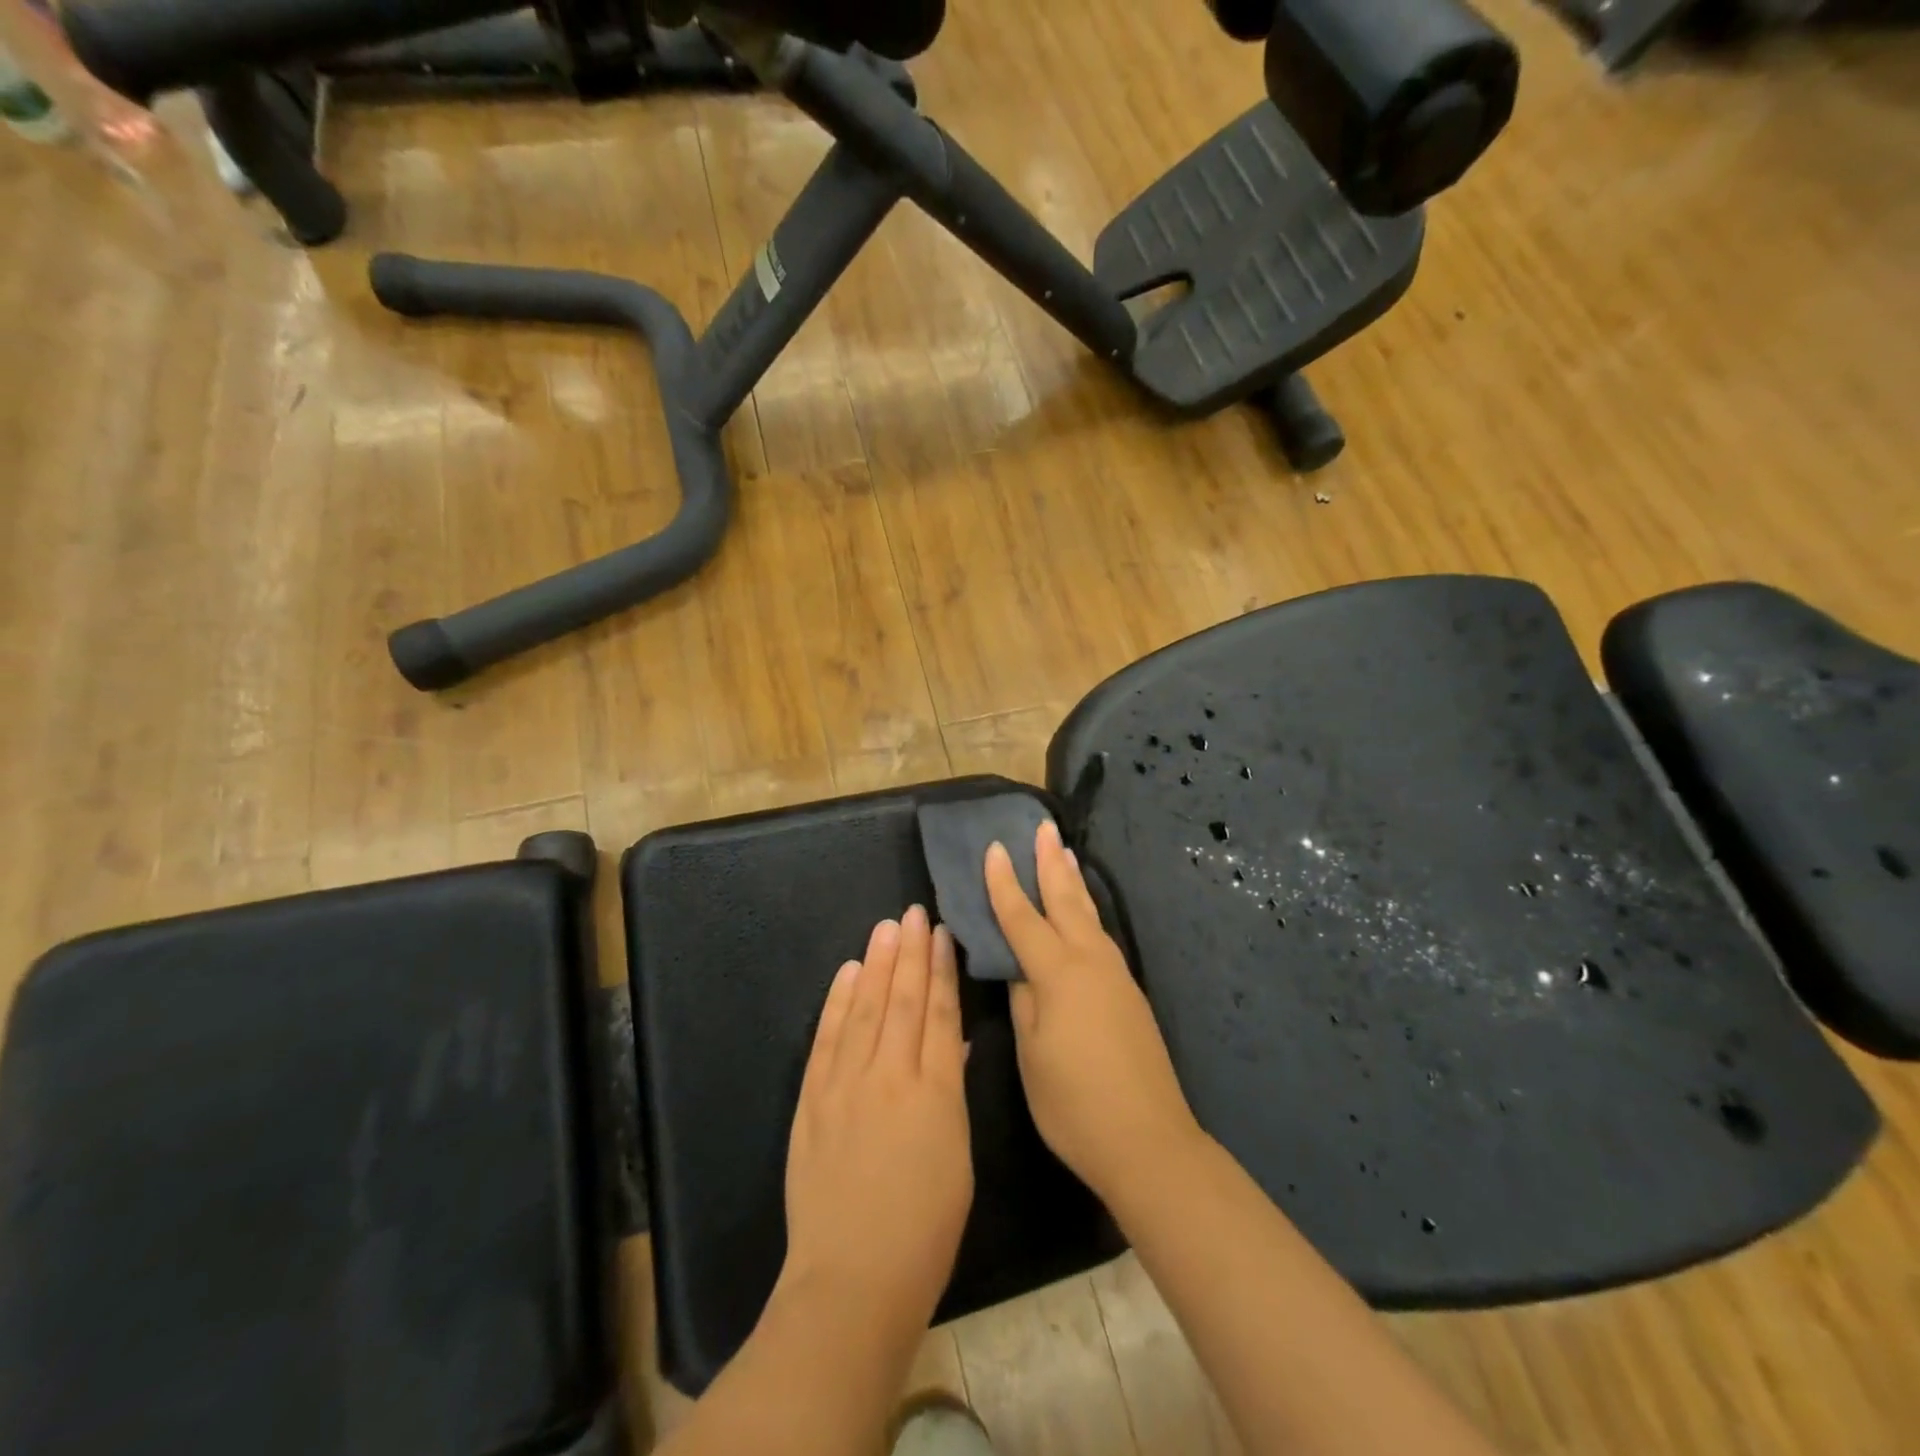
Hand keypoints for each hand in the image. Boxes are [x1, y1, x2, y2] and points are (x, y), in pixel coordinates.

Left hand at [779, 906, 973, 1337]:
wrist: (852, 1280)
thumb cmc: (925, 1229)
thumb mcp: (957, 1158)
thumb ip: (951, 1093)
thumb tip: (951, 1044)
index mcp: (935, 1093)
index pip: (938, 1014)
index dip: (940, 970)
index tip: (941, 934)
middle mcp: (890, 1076)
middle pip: (901, 1000)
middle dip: (909, 953)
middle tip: (913, 913)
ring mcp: (845, 1085)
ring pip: (864, 1008)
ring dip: (875, 964)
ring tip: (885, 927)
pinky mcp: (812, 1101)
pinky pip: (827, 1038)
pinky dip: (837, 1001)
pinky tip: (847, 973)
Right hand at [986, 821, 1203, 1205]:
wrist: (1148, 1140)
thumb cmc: (1074, 1103)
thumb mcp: (1031, 1053)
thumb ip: (1023, 999)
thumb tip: (1016, 964)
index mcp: (1058, 973)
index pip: (1022, 917)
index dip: (1004, 884)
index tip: (994, 849)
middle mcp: (1090, 962)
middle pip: (1066, 901)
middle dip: (1050, 863)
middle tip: (1042, 827)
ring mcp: (1116, 975)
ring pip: (1089, 915)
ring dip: (1073, 882)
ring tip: (1065, 854)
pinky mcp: (1130, 992)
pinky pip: (1101, 936)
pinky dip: (1087, 912)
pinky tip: (1084, 913)